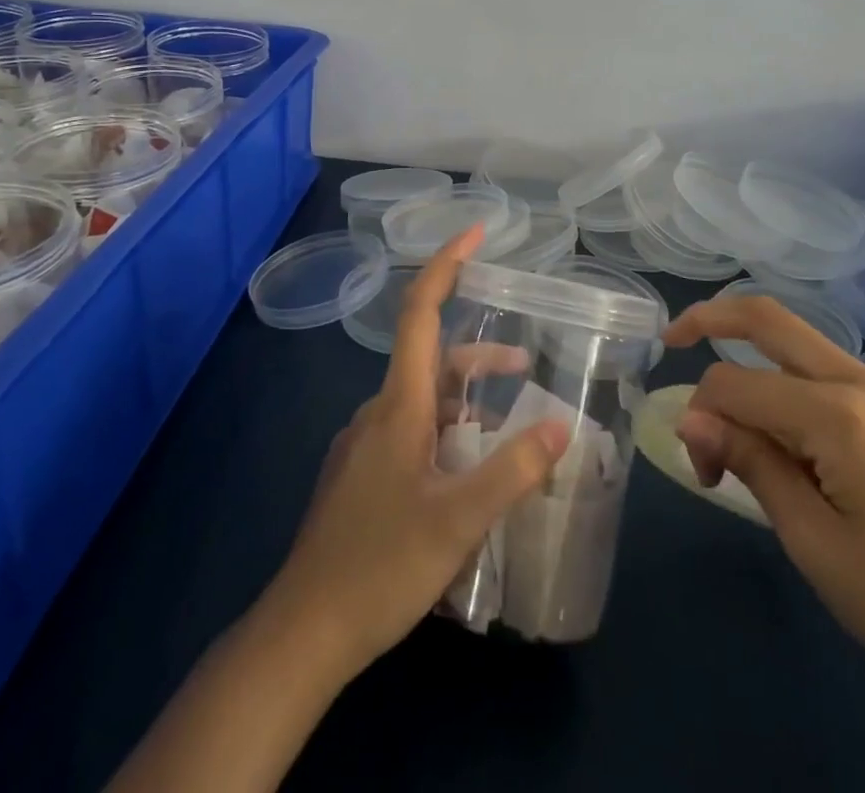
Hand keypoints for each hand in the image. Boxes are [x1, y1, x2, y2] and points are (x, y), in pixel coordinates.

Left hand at [268, 223, 569, 677]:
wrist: (301, 633)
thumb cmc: (380, 566)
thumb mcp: (459, 519)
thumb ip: (513, 469)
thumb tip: (562, 425)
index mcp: (398, 405)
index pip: (420, 312)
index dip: (445, 265)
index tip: (474, 232)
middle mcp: (378, 412)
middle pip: (430, 359)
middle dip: (478, 354)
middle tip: (526, 364)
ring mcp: (365, 445)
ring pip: (421, 401)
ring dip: (465, 399)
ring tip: (507, 428)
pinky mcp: (361, 475)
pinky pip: (410, 432)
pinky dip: (445, 431)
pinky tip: (466, 472)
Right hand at [665, 296, 864, 791]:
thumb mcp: (811, 541)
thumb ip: (750, 462)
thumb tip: (691, 420)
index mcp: (841, 414)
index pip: (738, 384)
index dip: (703, 416)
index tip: (702, 471)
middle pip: (772, 319)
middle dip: (713, 317)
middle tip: (673, 337)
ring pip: (805, 349)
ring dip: (759, 368)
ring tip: (742, 431)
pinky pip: (840, 380)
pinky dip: (799, 391)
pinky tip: (799, 442)